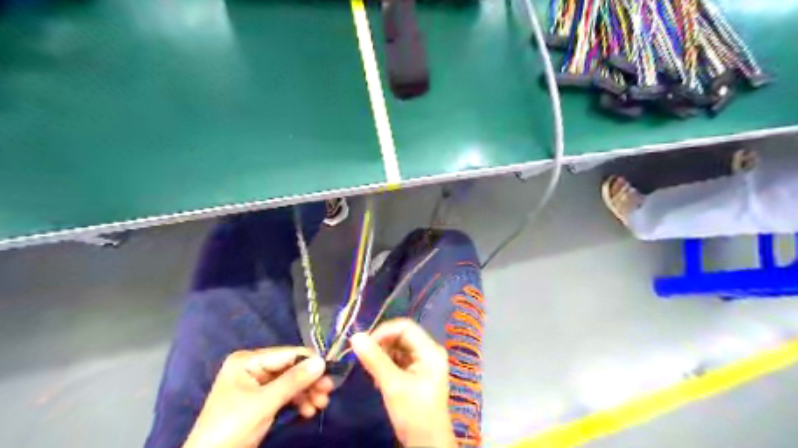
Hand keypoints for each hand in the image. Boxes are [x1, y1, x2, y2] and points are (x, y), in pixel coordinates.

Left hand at [182, 347, 333, 447]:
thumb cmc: (231, 428)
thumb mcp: (264, 404)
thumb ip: (293, 381)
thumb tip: (322, 361)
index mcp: (247, 361)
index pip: (287, 354)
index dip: (310, 362)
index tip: (331, 373)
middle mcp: (253, 367)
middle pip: (291, 368)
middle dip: (309, 381)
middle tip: (328, 392)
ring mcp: (257, 384)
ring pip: (291, 382)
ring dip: (307, 393)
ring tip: (321, 405)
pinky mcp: (261, 400)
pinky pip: (285, 394)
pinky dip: (298, 401)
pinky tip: (308, 411)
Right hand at [349, 319, 453, 447]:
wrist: (427, 445)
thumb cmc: (414, 413)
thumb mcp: (393, 385)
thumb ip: (374, 359)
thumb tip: (355, 336)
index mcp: (430, 350)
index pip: (405, 327)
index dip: (383, 331)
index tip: (364, 344)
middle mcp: (429, 351)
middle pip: (401, 336)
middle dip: (381, 345)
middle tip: (364, 358)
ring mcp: (424, 362)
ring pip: (398, 348)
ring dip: (382, 356)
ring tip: (371, 372)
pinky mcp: (417, 373)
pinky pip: (399, 359)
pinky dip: (386, 365)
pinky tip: (378, 379)